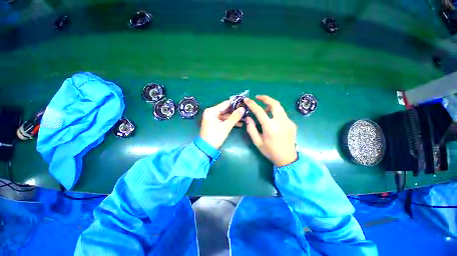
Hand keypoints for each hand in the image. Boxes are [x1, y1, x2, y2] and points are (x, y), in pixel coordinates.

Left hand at [200, 100, 245, 148]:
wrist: (206, 149)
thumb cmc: (215, 136)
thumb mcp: (226, 127)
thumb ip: (234, 117)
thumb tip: (243, 109)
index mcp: (211, 111)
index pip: (225, 104)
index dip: (235, 104)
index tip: (244, 104)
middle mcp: (211, 112)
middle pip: (225, 109)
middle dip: (235, 112)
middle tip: (245, 112)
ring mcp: (212, 117)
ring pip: (225, 115)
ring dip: (234, 117)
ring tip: (244, 118)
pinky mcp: (214, 123)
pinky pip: (223, 120)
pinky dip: (230, 121)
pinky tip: (239, 123)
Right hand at [244, 95, 297, 166]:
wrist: (287, 158)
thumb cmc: (270, 151)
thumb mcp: (257, 142)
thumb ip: (251, 129)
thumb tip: (248, 118)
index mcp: (270, 127)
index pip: (260, 111)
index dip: (252, 104)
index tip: (247, 100)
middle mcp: (281, 122)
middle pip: (275, 104)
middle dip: (266, 98)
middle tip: (258, 97)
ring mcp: (288, 122)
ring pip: (280, 108)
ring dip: (271, 105)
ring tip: (264, 109)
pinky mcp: (292, 124)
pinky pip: (282, 114)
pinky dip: (275, 113)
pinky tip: (272, 119)